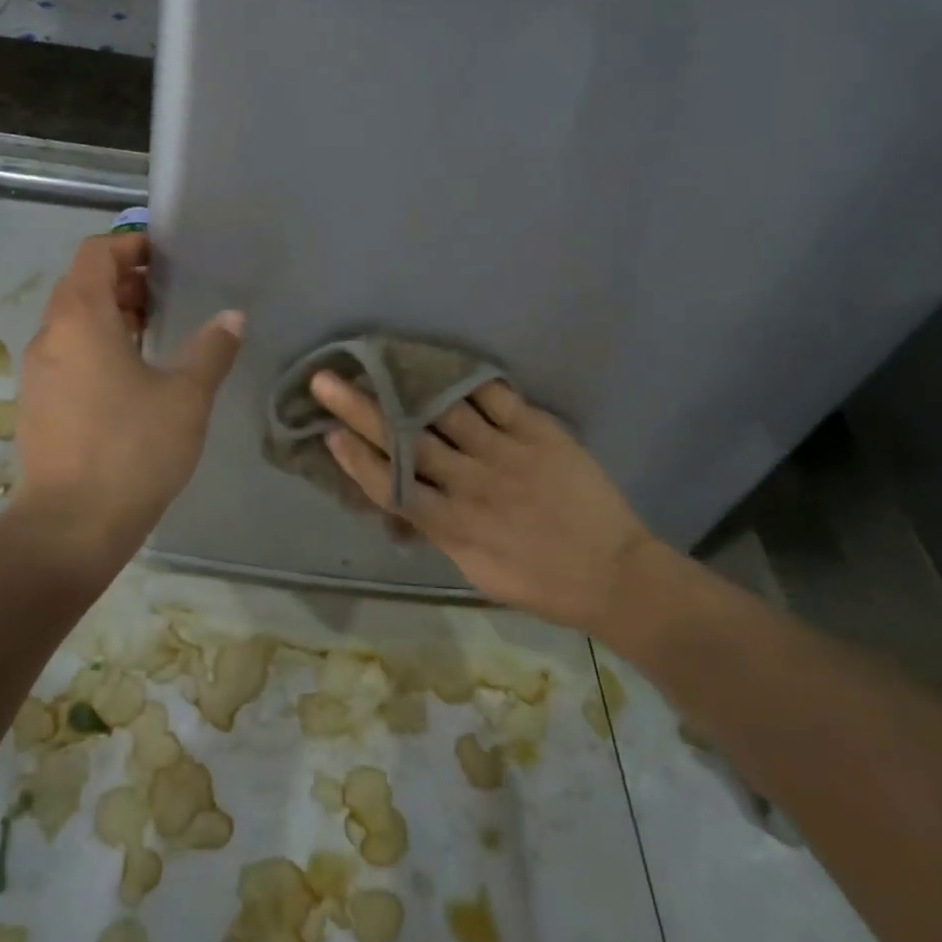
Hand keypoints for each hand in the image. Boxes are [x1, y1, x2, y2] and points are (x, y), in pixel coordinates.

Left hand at [14, 233, 242, 559]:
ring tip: (157, 331)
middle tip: (170, 295)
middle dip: (125, 281)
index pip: (95, 254)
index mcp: (80, 318)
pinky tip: (133, 376)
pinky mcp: (38, 404)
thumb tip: (232, 317)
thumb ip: (212, 348)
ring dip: (112, 316)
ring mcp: (38, 372)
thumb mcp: (186, 395)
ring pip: (73, 323)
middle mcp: (50, 336)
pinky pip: (68, 355)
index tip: (166, 257)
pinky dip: (98, 347)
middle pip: (82, 285)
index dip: (130, 245)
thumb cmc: (133, 448)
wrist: (71, 525)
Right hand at [310, 370, 674, 633]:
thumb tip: (408, 499)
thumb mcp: (476, 570)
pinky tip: (442, 362)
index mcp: (452, 526)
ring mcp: (505, 454)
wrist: (614, 574)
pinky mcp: (538, 433)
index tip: (329, 433)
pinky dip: (467, 380)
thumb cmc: (540, 581)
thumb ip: (440, 530)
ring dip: (406, 386)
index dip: (356, 459)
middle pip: (407, 441)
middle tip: (326, 380)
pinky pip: (495, 398)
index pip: (391, 487)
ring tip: (378, 360)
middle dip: (362, 409)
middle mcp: (470, 485)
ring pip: (445, 413)